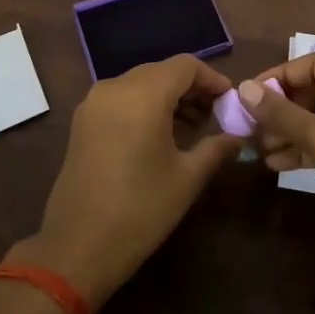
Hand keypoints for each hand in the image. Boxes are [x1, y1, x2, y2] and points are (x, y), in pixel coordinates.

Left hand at [11, 55, 242, 308]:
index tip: (230, 100)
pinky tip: (161, 135)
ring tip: (193, 128)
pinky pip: (122, 99)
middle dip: (191, 89)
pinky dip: (145, 106)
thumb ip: (216, 149)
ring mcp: (94, 103)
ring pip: (140, 84)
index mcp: (143, 94)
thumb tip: (237, 137)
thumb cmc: (140, 209)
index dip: (212, 79)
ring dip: (168, 98)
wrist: (77, 247)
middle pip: (162, 72)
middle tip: (216, 115)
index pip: (186, 66)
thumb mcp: (187, 179)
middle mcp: (116, 87)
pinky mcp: (82, 121)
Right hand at [243, 55, 314, 276]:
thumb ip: (282, 113)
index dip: (281, 76)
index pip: (314, 65)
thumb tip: (245, 88)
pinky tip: (279, 165)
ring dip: (290, 131)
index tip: (252, 95)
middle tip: (252, 126)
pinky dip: (306, 150)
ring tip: (261, 149)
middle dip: (283, 108)